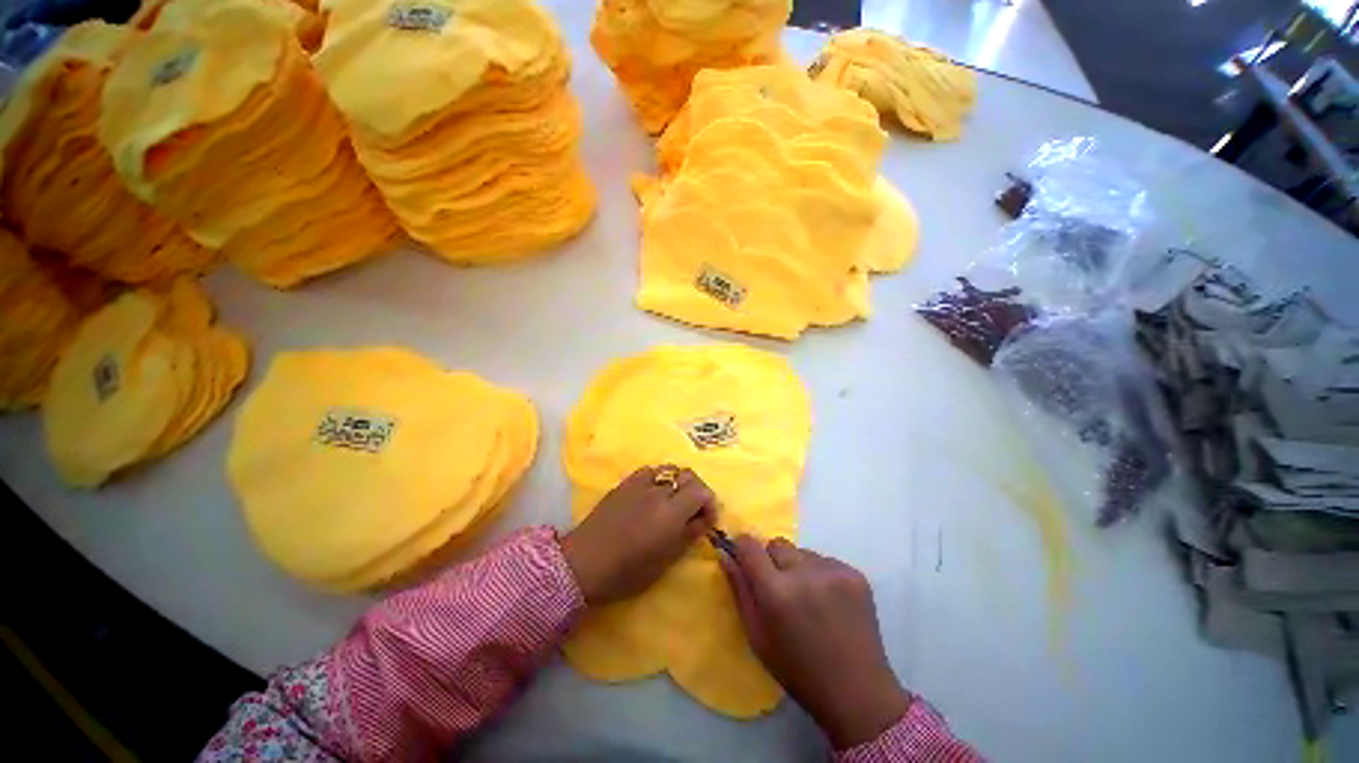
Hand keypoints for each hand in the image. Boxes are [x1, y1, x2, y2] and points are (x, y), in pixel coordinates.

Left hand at [562, 466, 717, 605]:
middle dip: (697, 491)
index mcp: (671, 512)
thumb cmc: (626, 572)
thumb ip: (689, 534)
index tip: (706, 520)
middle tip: (693, 510)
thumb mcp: (665, 560)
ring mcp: (639, 484)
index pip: (701, 491)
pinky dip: (658, 479)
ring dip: (678, 483)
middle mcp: (658, 491)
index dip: (709, 503)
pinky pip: (649, 471)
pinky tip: (652, 494)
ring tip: (673, 501)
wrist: (583, 563)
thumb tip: (705, 520)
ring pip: (669, 469)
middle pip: (688, 475)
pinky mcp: (624, 483)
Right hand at [722, 536, 910, 749]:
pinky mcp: (854, 573)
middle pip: (776, 544)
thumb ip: (739, 589)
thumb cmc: (797, 670)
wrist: (857, 692)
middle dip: (772, 561)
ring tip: (809, 599)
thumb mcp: (757, 636)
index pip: (750, 545)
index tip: (745, 560)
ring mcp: (833, 571)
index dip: (744, 549)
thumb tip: (724, 553)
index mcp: (776, 591)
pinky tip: (829, 602)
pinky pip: (824, 560)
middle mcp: (804, 573)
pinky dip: (820, 575)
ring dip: (798, 568)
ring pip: (801, 552)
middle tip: (780, 590)